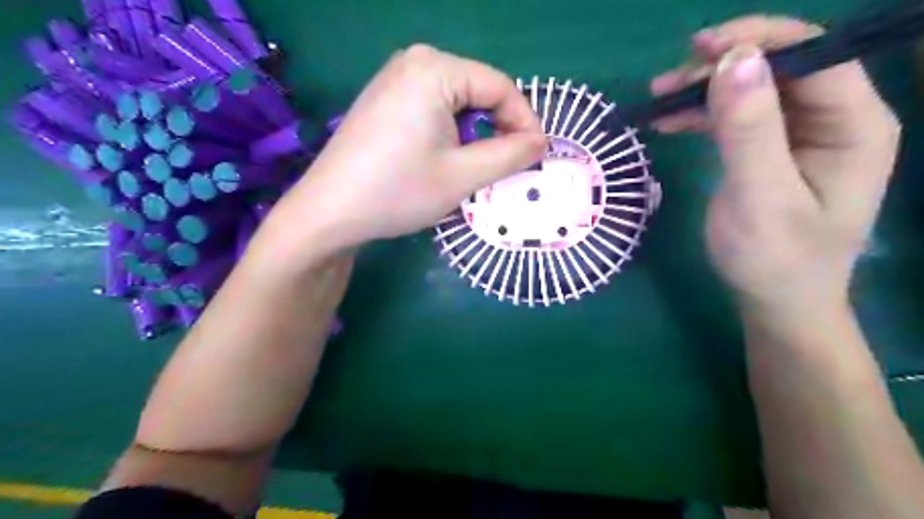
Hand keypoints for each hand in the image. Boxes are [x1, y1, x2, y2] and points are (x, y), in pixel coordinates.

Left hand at [264, 42, 541, 257]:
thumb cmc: (398, 191)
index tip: (536, 157)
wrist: (329, 212)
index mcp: (435, 69)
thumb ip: (510, 155)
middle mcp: (414, 61)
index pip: (500, 87)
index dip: (525, 122)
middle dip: (498, 129)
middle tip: (507, 167)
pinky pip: (433, 108)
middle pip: (478, 91)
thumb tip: (540, 142)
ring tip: (474, 169)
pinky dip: (450, 133)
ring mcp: (395, 79)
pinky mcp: (385, 99)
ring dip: (475, 134)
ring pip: (457, 102)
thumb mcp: (463, 176)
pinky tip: (444, 159)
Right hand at [648, 17, 902, 314]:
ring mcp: (799, 135)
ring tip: (657, 100)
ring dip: (703, 91)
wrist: (774, 301)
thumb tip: (733, 61)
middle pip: (779, 67)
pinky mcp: (769, 151)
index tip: (698, 49)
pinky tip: (669, 121)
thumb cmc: (775, 258)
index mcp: (853, 124)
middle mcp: (832, 120)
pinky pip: (736, 118)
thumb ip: (750, 130)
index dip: (758, 41)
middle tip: (666, 83)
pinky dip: (701, 115)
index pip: (813, 55)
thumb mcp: (761, 197)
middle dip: (721, 68)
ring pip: (751, 90)